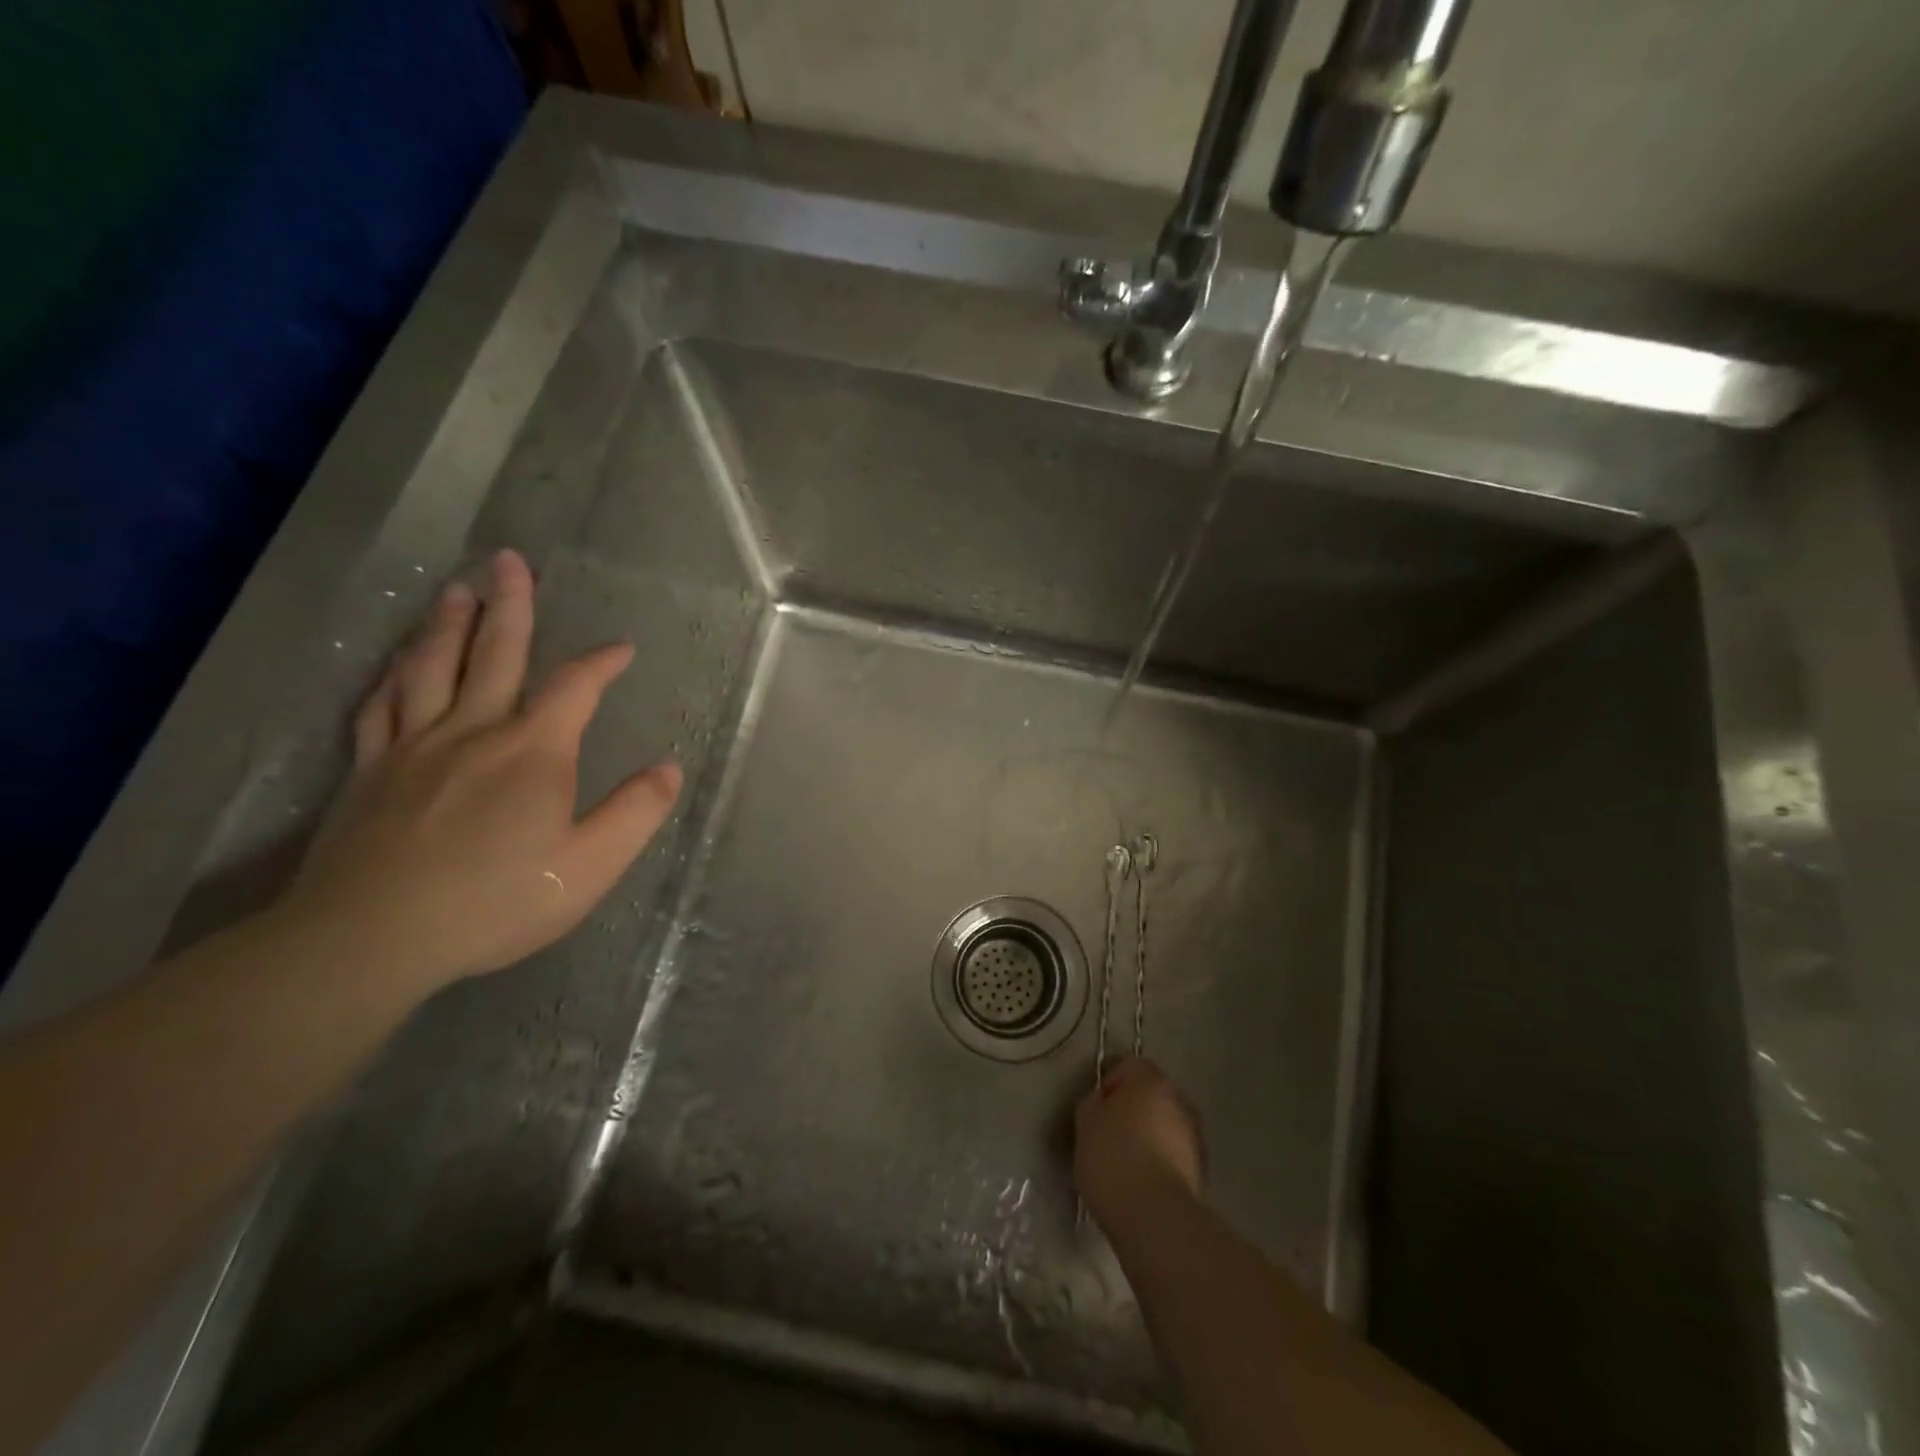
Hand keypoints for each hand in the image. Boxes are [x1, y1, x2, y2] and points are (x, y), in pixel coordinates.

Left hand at [281, 549, 680, 997]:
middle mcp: (473, 731)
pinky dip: (392, 677)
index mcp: (533, 751)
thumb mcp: (590, 866)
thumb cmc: (496, 901)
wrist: (372, 937)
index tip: (621, 648)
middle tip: (509, 560)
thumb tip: (669, 768)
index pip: (574, 687)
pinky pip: (380, 707)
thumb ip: (635, 813)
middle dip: (510, 605)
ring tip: (456, 591)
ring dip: (447, 625)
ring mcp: (413, 747)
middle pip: (493, 653)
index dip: (601, 662)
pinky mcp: (370, 772)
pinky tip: (396, 664)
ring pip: (430, 668)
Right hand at [1074, 1056, 1204, 1224]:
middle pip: (1151, 1094)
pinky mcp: (1201, 1169)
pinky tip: (1142, 1182)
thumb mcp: (1085, 1123)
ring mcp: (1194, 1135)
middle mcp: (1179, 1099)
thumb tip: (1104, 1103)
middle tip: (1108, 1134)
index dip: (1109, 1084)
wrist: (1155, 1217)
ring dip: (1149, 1136)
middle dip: (1133, 1109)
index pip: (1129, 1066)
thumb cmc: (1113, 1158)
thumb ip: (1094, 1103)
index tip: (1096, 1111)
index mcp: (1151, 1080)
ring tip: (1126, 1163)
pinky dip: (1161, 1160)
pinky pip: (1174, 1153)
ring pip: (1165, 1125)